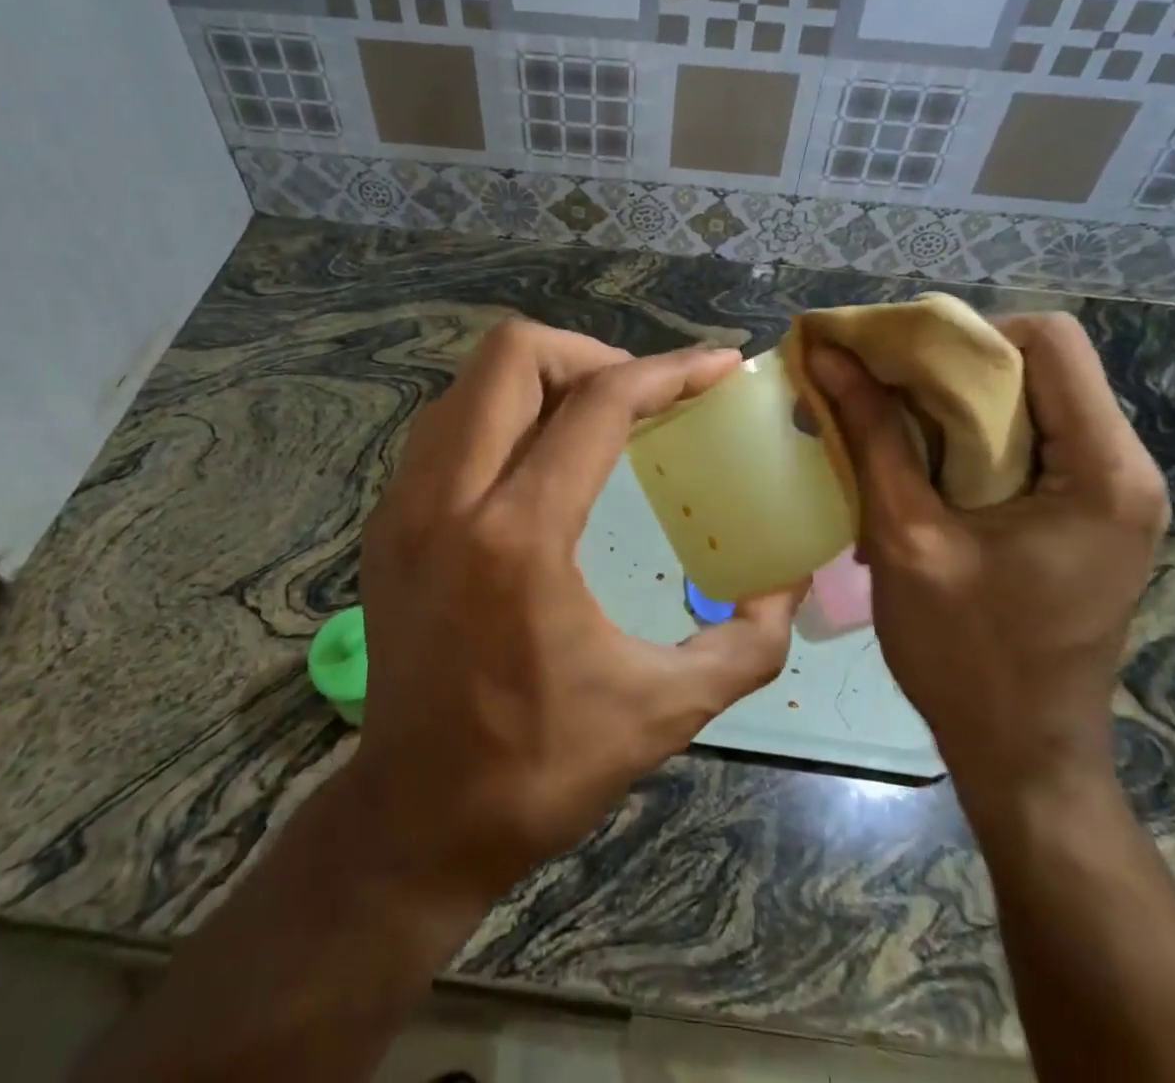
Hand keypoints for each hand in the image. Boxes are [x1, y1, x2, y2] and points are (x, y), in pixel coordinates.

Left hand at [349, 319, 801, 907]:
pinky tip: (541, 464)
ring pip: (470, 382)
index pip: (598, 404)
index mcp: (520, 537)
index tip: (718, 366)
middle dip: (591, 354)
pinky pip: (448, 426)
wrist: (414, 820)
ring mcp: (404, 505)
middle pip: (511, 354)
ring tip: (595, 419)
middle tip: (641, 396)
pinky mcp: (386, 522)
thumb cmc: (540, 767)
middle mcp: (448, 500)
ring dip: (542, 380)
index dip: (668, 372)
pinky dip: (502, 416)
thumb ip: (747, 640)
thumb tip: (788, 580)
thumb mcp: (666, 710)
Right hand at [805, 314, 1167, 806]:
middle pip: (1038, 367)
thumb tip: (827, 355)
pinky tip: (914, 464)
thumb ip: (872, 435)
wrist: (1022, 756)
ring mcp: (1107, 494)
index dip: (965, 335)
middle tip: (872, 388)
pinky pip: (1025, 443)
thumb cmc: (967, 654)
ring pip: (1027, 402)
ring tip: (884, 423)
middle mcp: (1122, 468)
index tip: (894, 364)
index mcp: (1103, 470)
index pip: (1048, 340)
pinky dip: (964, 438)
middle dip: (948, 367)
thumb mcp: (907, 536)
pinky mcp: (1083, 515)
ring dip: (950, 404)